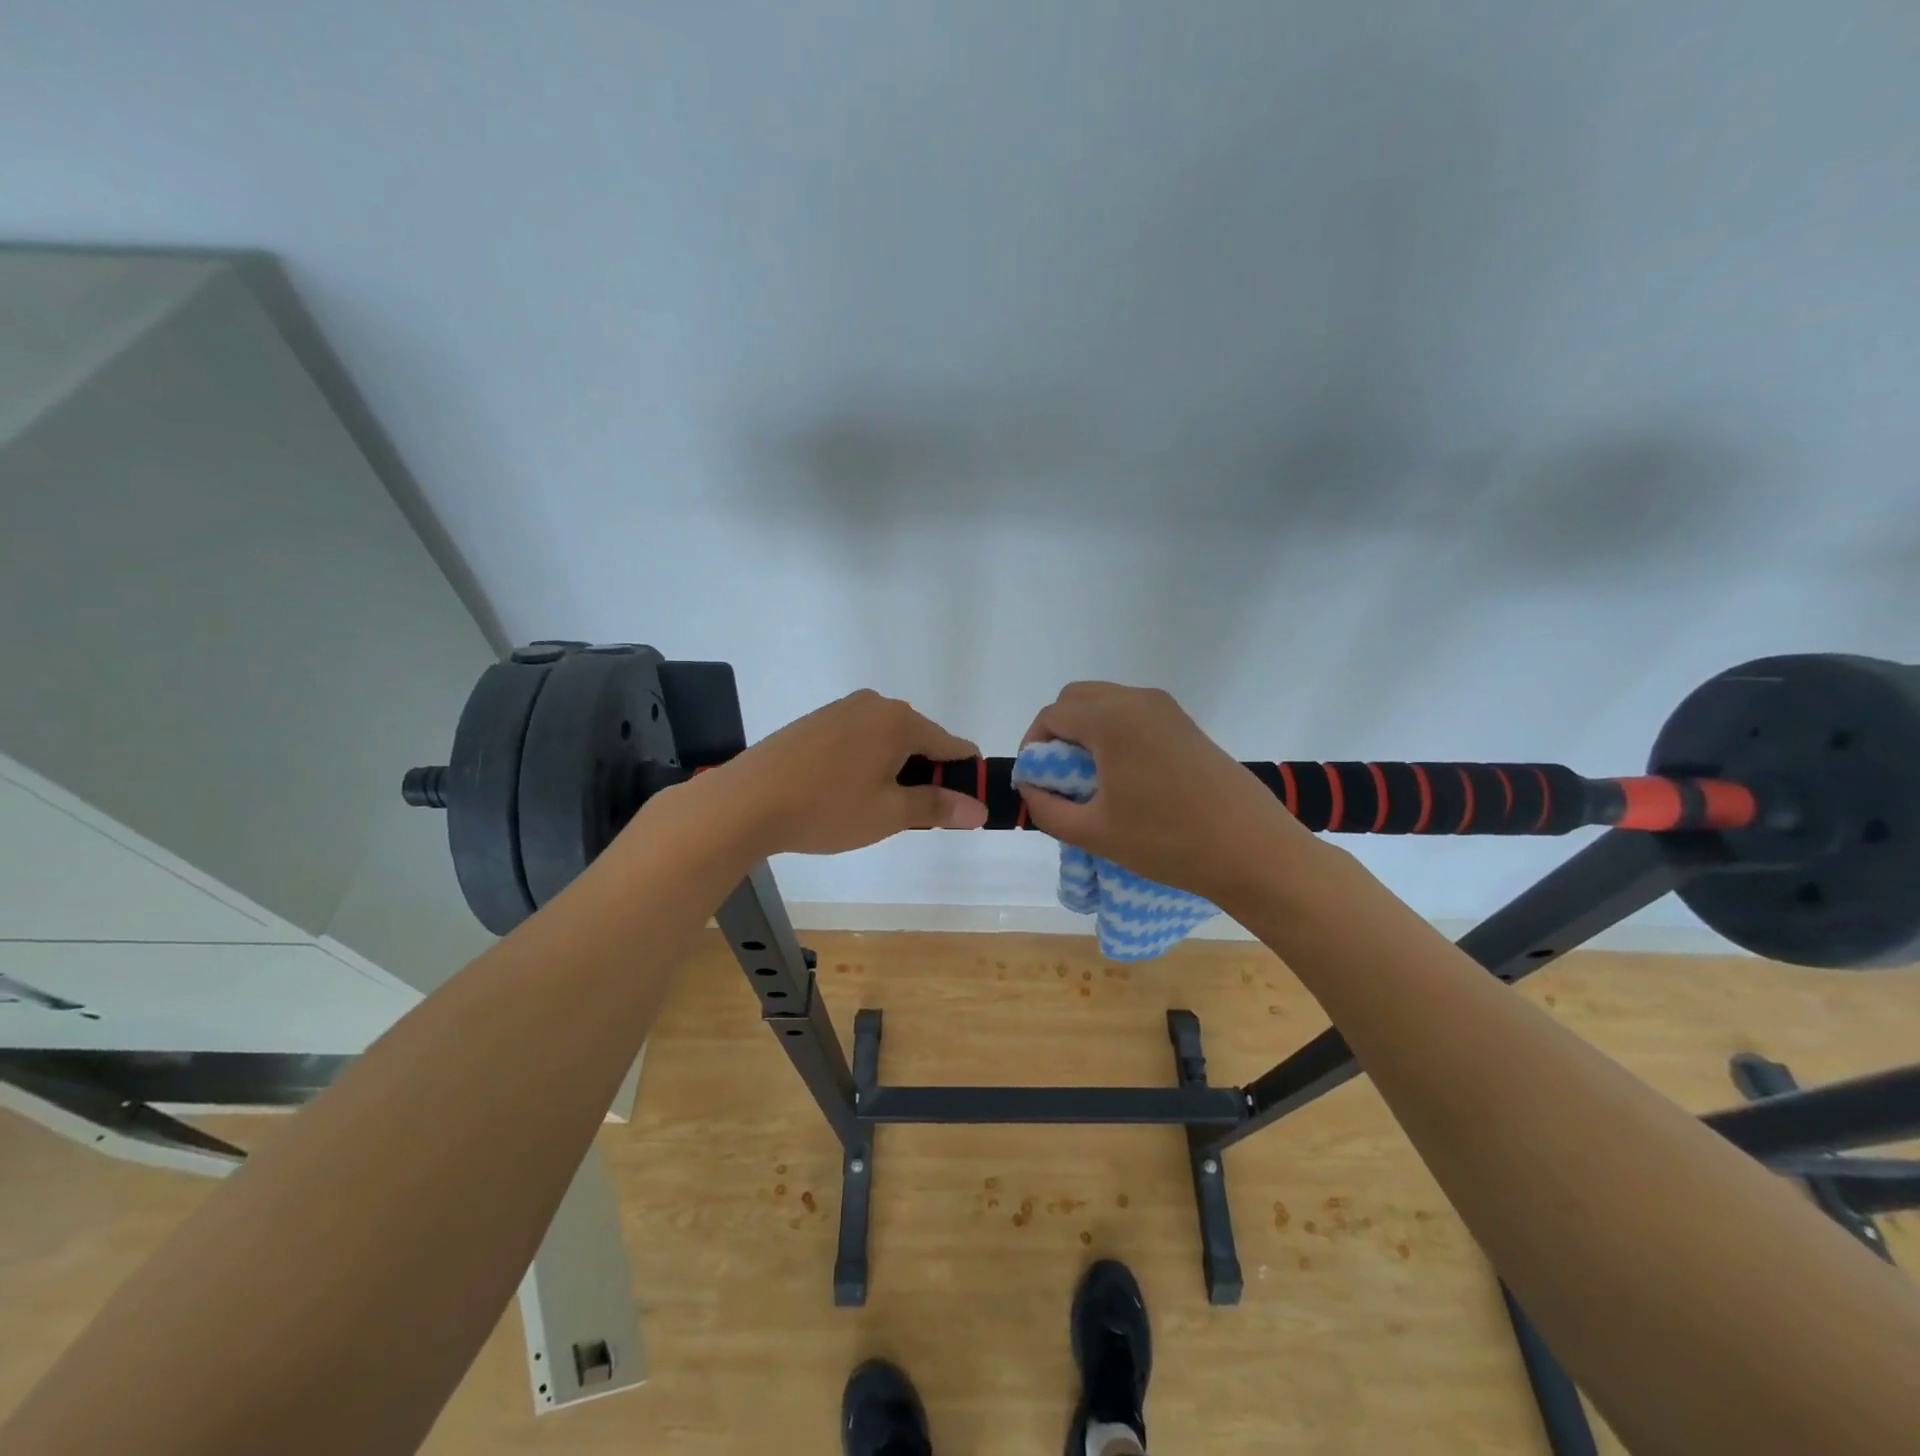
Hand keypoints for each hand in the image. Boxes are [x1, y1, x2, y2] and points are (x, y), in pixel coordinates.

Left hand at [705, 690, 987, 855]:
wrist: (746, 801)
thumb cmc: (826, 808)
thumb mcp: (889, 814)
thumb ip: (937, 807)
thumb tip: (979, 810)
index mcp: (900, 721)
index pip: (951, 745)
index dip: (962, 778)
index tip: (959, 808)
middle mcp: (874, 704)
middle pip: (919, 740)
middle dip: (923, 776)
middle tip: (907, 816)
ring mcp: (842, 709)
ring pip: (886, 740)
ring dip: (892, 770)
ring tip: (871, 808)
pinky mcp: (816, 721)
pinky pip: (858, 739)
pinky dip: (864, 762)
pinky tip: (843, 792)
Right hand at [1015, 682, 1318, 907]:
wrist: (1252, 850)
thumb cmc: (1166, 841)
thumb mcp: (1093, 832)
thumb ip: (1047, 808)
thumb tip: (1030, 788)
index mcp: (1111, 719)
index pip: (1052, 715)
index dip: (1033, 746)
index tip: (1034, 781)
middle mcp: (1138, 700)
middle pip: (1078, 698)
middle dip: (1057, 732)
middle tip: (1057, 777)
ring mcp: (1167, 709)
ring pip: (1107, 703)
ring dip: (1086, 731)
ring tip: (1089, 780)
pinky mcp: (1186, 725)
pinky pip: (1134, 715)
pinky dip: (1114, 733)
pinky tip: (1124, 777)